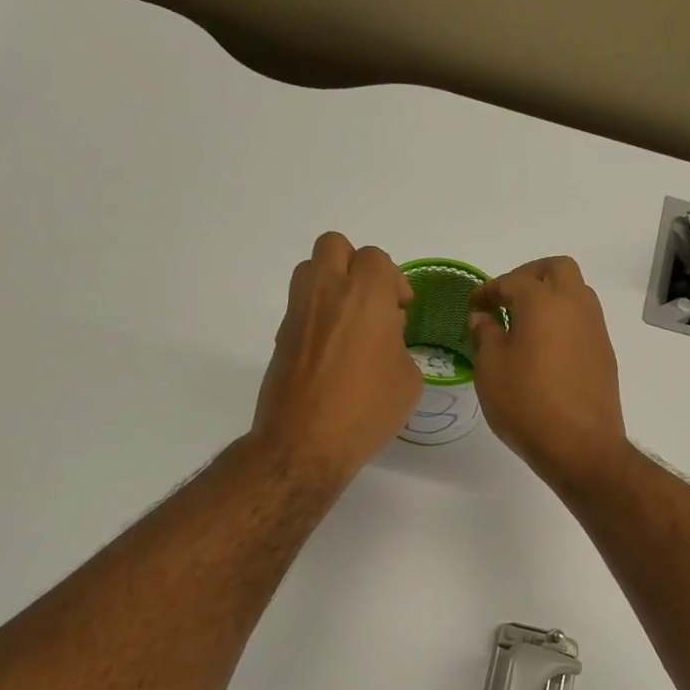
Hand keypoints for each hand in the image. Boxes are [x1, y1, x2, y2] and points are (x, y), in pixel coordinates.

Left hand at [252, 233, 419, 480]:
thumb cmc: (367, 410)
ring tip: (349, 321)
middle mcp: (327, 292)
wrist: (306, 443)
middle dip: (355, 265)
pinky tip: (331, 351)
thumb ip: (399, 345)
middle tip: (370, 301)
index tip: (401, 310)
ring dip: (330, 283)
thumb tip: (383, 338)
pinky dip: (316, 315)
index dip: (393, 281)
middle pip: (334, 246)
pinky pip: (300, 306)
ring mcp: (298, 313)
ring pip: (309, 269)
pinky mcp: (281, 336)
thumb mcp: (408, 380)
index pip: (376, 258)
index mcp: (365, 296)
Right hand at [469, 256, 628, 493]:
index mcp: (543, 302)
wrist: (580, 445)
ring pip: (576, 292)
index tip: (474, 304)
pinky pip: (583, 320)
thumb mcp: (490, 368)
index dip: (489, 290)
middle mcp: (575, 305)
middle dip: (529, 275)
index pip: (512, 281)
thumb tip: (483, 317)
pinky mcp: (604, 352)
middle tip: (507, 298)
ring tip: (524, 323)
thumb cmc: (526, 403)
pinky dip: (563, 320)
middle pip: (556, 269)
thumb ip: (485, 335)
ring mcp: (595, 328)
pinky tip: (544, 347)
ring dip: (550, 296)